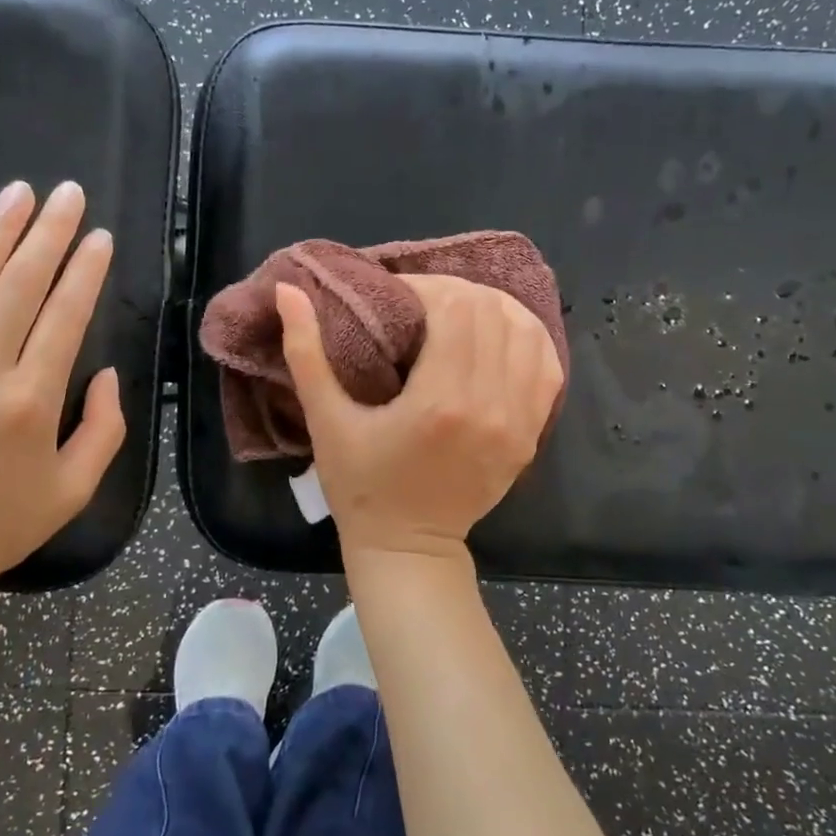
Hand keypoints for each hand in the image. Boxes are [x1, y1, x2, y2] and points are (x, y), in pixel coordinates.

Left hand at [0, 181, 125, 616]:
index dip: (86, 271)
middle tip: (66, 193)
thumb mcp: (72, 492)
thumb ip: (103, 430)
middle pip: (20, 286)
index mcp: (32, 403)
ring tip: (16, 193)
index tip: (99, 237)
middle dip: (49, 233)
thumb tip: (104, 374)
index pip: (65, 317)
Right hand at [275, 273, 562, 562]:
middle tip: (422, 303)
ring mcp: (519, 421)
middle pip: (492, 312)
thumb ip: (306, 352)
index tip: (398, 296)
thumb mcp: (324, 421)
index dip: (426, 287)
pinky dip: (526, 339)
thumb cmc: (359, 486)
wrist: (408, 548)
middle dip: (455, 293)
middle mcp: (490, 405)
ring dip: (492, 310)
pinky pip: (547, 366)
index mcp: (440, 401)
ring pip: (528, 331)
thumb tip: (288, 290)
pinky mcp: (531, 434)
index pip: (455, 308)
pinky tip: (497, 337)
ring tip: (458, 315)